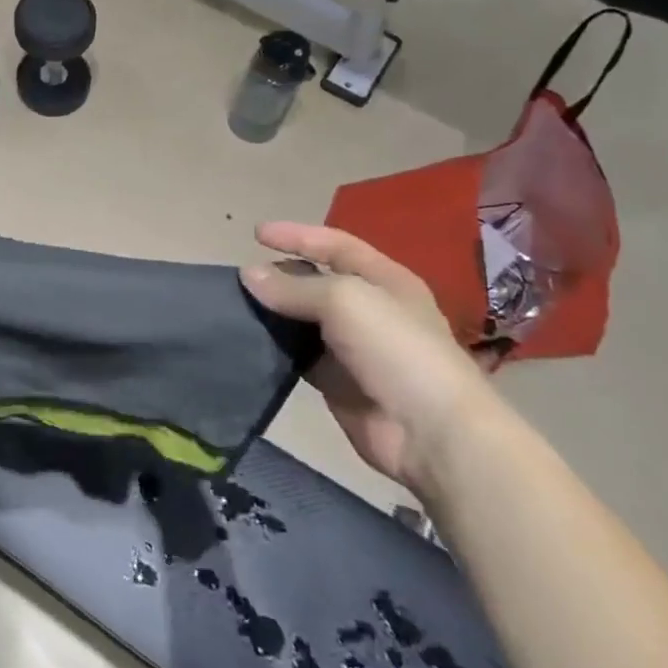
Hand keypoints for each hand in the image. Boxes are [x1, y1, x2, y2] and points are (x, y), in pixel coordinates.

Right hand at [240, 223, 500, 497]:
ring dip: (274, 312)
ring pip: (303, 320)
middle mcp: (370, 309)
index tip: (256, 234)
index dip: (298, 235)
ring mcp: (353, 348)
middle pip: (317, 281)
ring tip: (236, 307)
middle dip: (281, 275)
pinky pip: (298, 356)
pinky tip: (250, 342)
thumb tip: (248, 275)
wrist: (430, 433)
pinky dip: (275, 348)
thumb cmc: (395, 349)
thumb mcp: (345, 300)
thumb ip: (294, 286)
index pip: (335, 245)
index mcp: (385, 280)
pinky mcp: (336, 382)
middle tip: (242, 279)